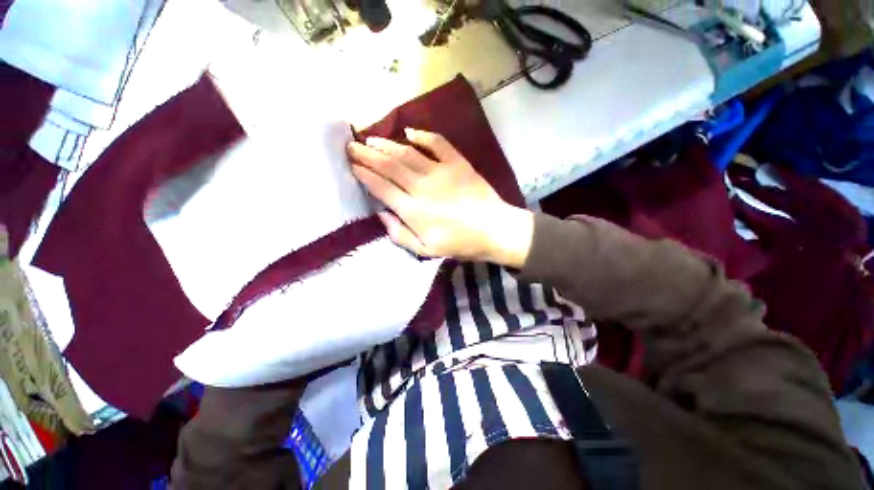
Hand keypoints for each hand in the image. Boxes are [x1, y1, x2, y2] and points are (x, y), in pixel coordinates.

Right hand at [346, 128, 533, 267]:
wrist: (494, 230)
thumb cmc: (460, 244)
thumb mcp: (426, 250)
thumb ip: (400, 234)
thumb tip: (381, 213)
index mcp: (413, 211)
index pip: (381, 187)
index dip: (364, 175)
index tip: (352, 165)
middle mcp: (422, 187)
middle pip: (389, 166)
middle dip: (367, 155)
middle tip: (351, 146)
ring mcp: (441, 172)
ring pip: (407, 153)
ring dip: (386, 145)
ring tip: (371, 139)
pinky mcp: (457, 163)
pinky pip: (437, 143)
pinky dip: (422, 135)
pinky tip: (409, 132)